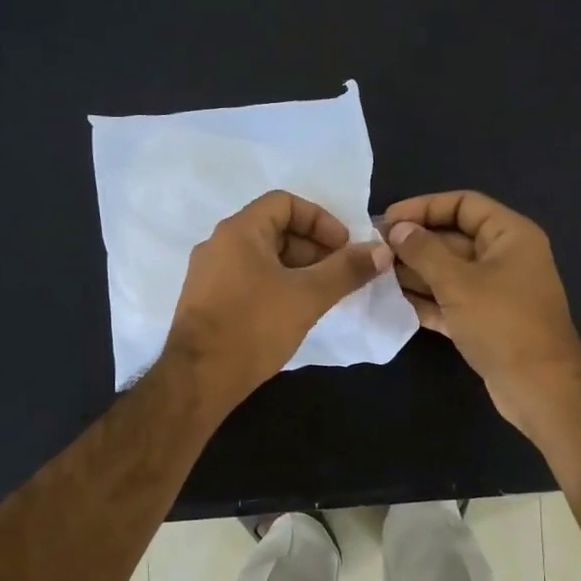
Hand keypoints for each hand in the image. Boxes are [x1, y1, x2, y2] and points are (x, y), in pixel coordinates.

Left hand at [164, 190, 391, 411]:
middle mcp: (218, 245)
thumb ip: (346, 270)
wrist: (199, 378)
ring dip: (296, 269)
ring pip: (261, 258)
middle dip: (312, 248)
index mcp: (239, 231)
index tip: (344, 247)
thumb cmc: (254, 327)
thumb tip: (382, 251)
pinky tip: (292, 313)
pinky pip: (247, 279)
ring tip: (321, 296)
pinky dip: (275, 285)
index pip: (285, 202)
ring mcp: (208, 274)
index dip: (321, 220)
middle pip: (273, 229)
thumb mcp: (308, 296)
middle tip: (338, 274)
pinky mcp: (206, 302)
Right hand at [381, 190, 580, 433]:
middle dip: (414, 243)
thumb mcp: (459, 283)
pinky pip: (449, 300)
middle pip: (453, 238)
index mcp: (510, 235)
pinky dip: (425, 299)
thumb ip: (424, 252)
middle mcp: (504, 257)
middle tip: (373, 250)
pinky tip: (391, 301)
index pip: (464, 204)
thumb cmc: (502, 324)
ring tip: (375, 274)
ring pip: (448, 272)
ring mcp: (494, 291)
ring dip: (414, 272)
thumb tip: (397, 228)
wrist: (539, 388)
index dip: (424, 207)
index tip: (387, 220)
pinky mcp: (484, 321)